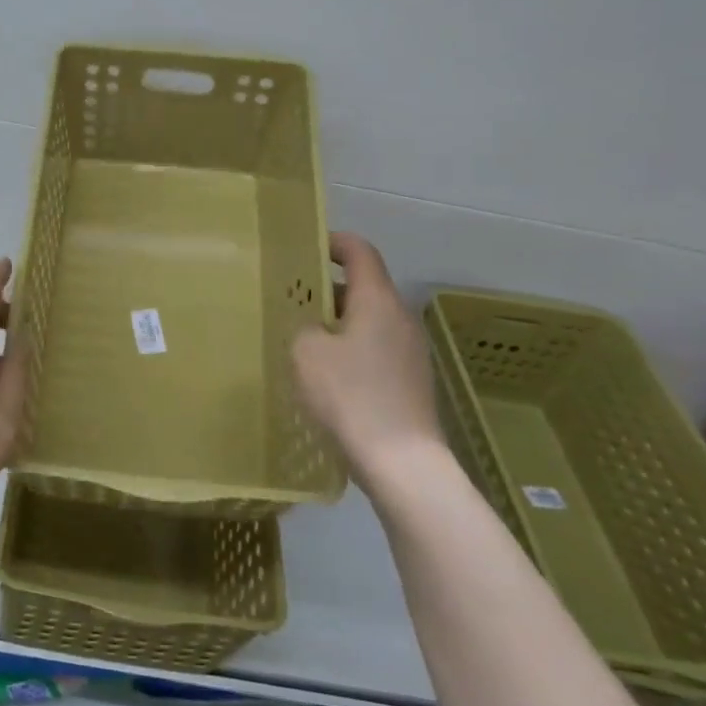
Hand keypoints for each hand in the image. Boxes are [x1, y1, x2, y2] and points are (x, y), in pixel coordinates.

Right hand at [291, 233, 447, 491]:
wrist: (402, 462)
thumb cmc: (350, 396)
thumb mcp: (307, 353)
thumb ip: (304, 327)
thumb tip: (314, 327)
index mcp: (378, 301)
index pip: (360, 252)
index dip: (335, 242)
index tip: (308, 248)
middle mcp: (401, 318)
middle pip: (365, 288)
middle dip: (329, 289)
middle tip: (294, 300)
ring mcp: (412, 351)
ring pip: (371, 321)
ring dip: (340, 323)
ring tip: (306, 340)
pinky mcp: (412, 381)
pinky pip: (378, 349)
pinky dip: (353, 349)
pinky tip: (330, 376)